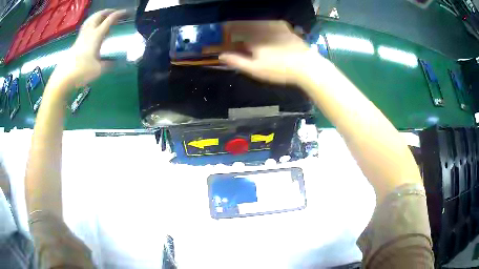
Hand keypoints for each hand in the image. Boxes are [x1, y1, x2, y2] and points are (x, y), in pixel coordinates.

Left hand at [50, 9, 127, 91]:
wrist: (63, 78)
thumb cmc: (81, 72)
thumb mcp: (98, 70)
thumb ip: (109, 64)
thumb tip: (116, 63)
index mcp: (96, 36)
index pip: (110, 20)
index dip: (119, 14)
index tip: (127, 12)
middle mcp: (88, 33)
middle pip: (99, 15)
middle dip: (108, 11)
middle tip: (115, 12)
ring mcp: (81, 37)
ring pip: (90, 19)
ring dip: (98, 15)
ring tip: (104, 17)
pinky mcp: (76, 42)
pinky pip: (86, 27)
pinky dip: (92, 23)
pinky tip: (93, 29)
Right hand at [219, 21, 325, 85]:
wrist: (306, 66)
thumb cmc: (279, 69)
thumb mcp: (255, 69)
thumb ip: (237, 61)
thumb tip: (221, 55)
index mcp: (254, 38)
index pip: (237, 29)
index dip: (230, 28)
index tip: (225, 28)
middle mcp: (264, 29)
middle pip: (248, 23)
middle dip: (241, 24)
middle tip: (236, 27)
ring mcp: (277, 28)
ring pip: (260, 21)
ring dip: (253, 22)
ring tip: (250, 26)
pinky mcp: (288, 29)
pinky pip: (274, 22)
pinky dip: (267, 23)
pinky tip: (268, 26)